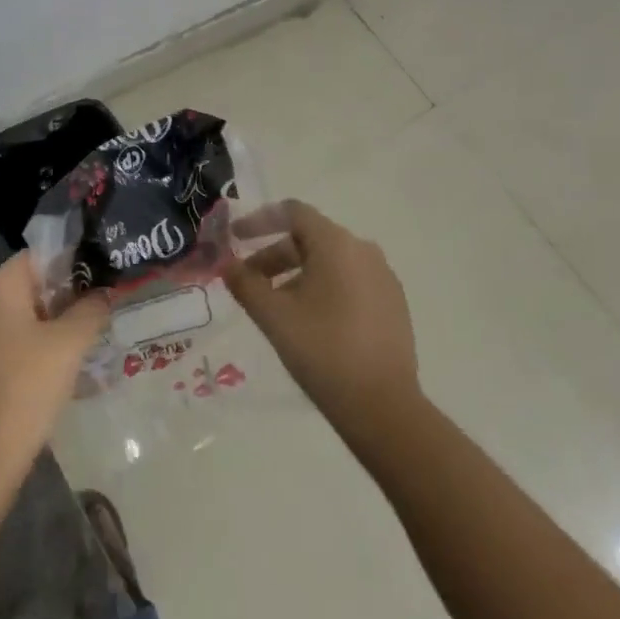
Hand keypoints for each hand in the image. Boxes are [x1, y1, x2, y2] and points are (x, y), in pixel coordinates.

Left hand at [0, 253, 108, 477]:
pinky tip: (53, 369)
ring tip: (81, 342)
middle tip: (95, 314)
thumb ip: (91, 309)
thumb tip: (102, 293)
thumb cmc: (29, 385)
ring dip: (47, 324)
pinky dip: (28, 346)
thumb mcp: (71, 343)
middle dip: (62, 297)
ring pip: (16, 316)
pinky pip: (4, 341)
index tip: (98, 283)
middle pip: (27, 286)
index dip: (70, 265)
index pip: (37, 257)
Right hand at [224, 200, 420, 446]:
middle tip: (248, 281)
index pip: (293, 213)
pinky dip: (323, 288)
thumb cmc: (322, 350)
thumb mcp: (273, 316)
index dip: (259, 220)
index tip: (235, 237)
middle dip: (274, 255)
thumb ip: (245, 283)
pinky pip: (350, 281)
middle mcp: (364, 251)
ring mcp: (383, 277)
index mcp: (337, 244)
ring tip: (275, 305)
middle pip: (310, 238)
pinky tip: (309, 320)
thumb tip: (226, 264)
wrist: (382, 405)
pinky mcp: (393, 303)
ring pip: (330, 262)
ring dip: (297, 273)